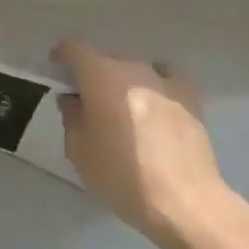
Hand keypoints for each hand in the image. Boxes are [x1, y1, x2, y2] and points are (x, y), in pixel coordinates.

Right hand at [55, 39, 232, 246]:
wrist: (184, 201)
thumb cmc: (121, 176)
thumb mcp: (78, 151)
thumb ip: (72, 116)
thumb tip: (74, 99)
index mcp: (100, 76)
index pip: (75, 48)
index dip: (62, 55)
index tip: (57, 69)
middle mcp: (133, 68)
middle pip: (106, 59)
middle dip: (94, 75)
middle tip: (89, 102)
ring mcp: (165, 81)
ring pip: (136, 70)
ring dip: (125, 83)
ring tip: (124, 109)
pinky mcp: (191, 98)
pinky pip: (166, 80)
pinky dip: (156, 87)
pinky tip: (155, 107)